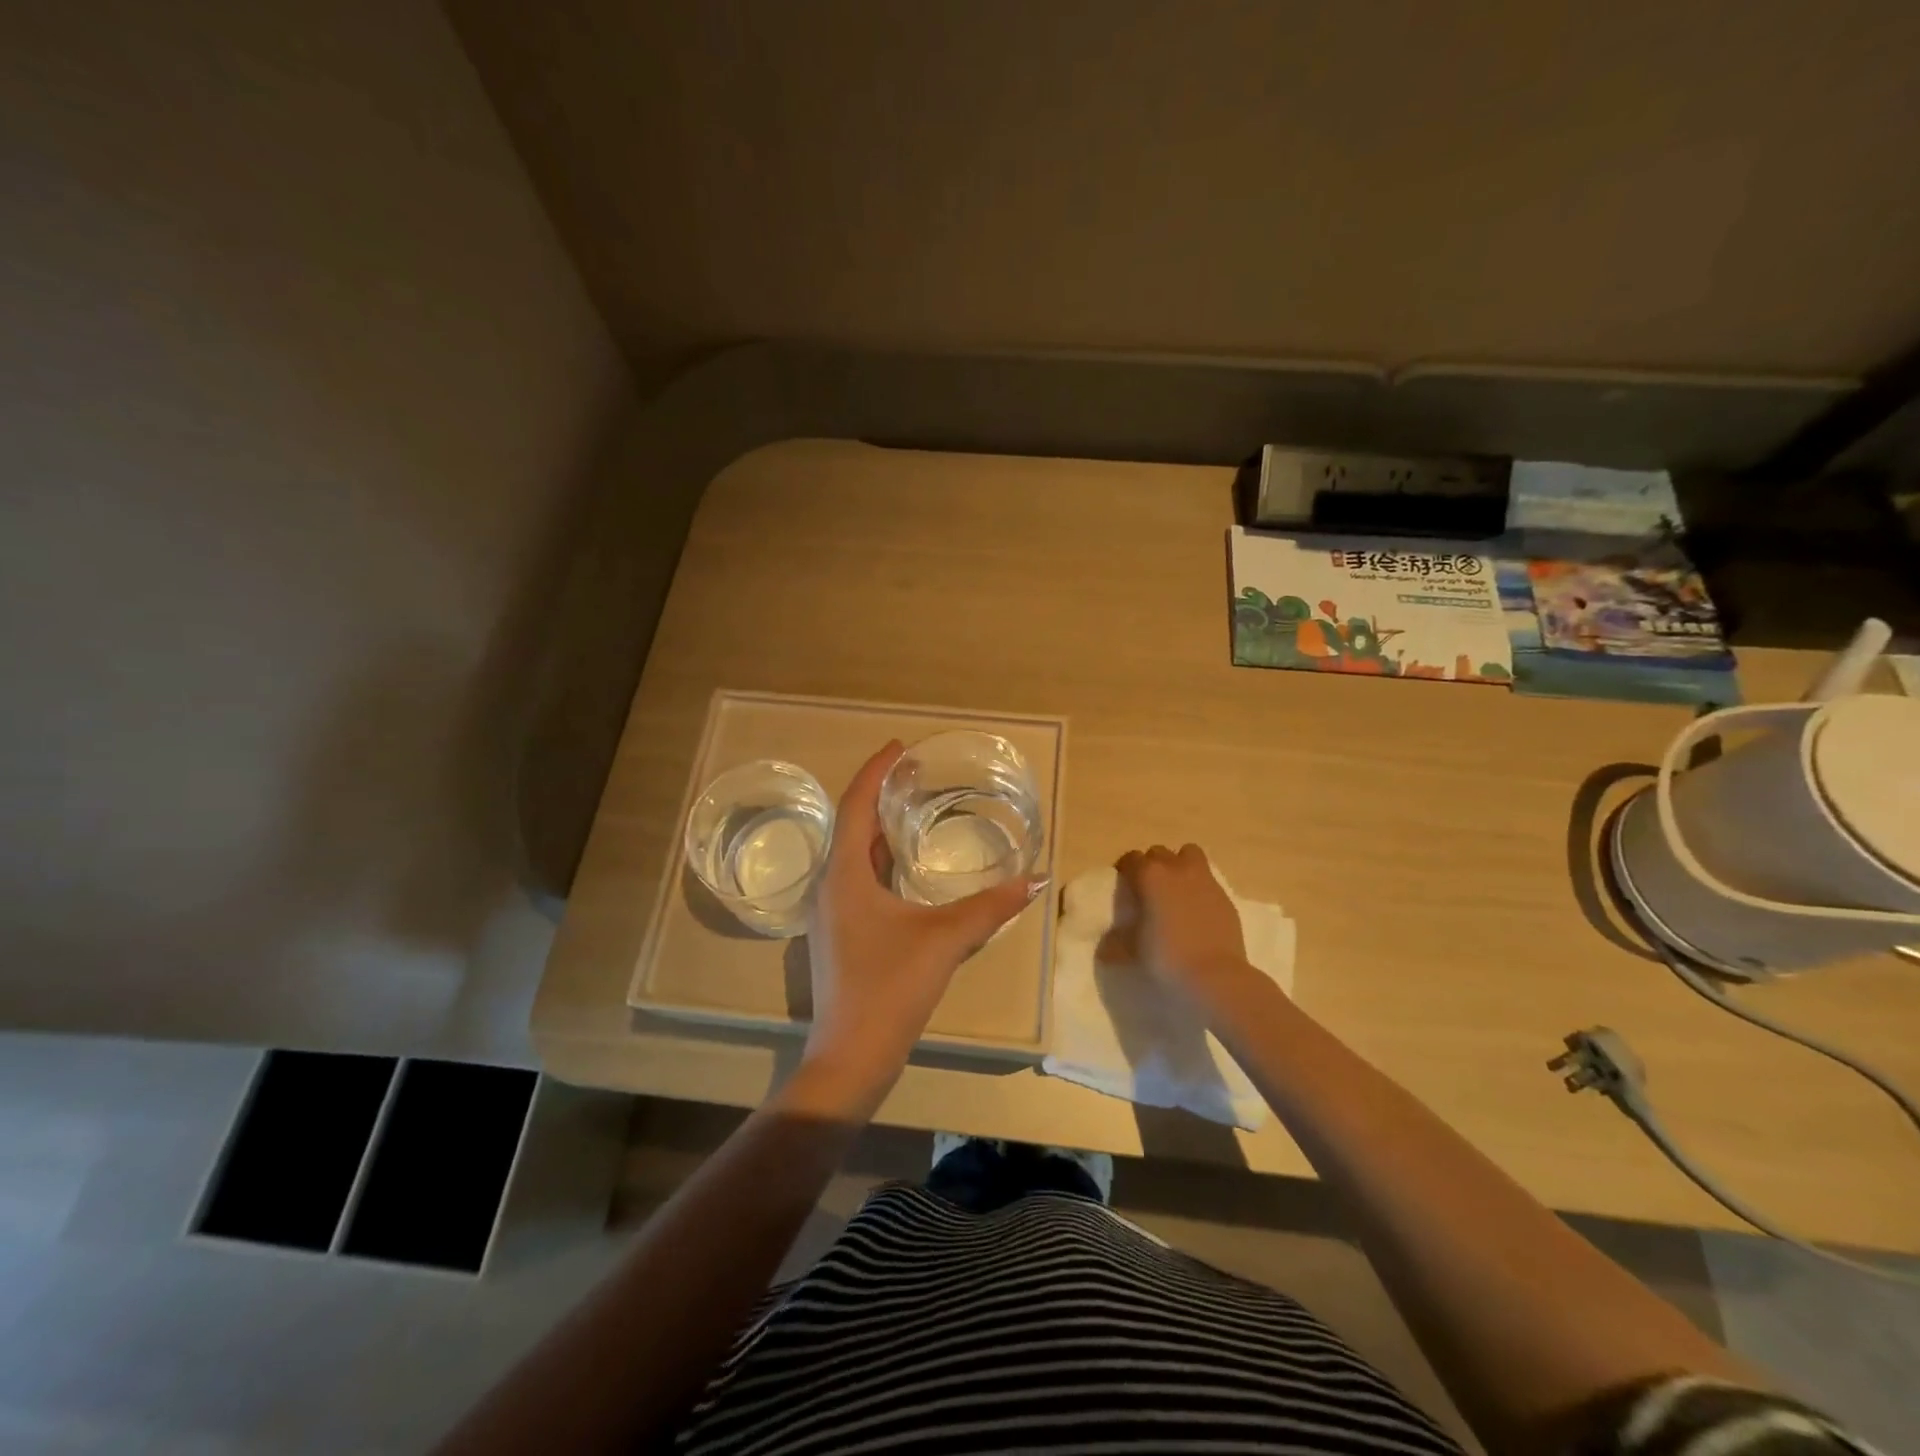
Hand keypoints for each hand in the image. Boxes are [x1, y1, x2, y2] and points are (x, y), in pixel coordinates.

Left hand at [794, 741, 1046, 1115]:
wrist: (850, 1056)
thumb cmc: (889, 988)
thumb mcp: (944, 941)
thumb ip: (989, 908)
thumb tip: (1033, 879)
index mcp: (844, 874)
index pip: (855, 804)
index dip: (875, 770)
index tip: (900, 746)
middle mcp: (831, 886)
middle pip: (852, 825)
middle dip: (880, 795)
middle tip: (916, 775)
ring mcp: (832, 912)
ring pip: (854, 855)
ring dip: (880, 829)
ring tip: (914, 811)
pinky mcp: (840, 934)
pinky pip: (859, 880)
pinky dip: (881, 861)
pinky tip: (908, 868)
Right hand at [1113, 843, 1250, 997]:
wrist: (1214, 975)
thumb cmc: (1166, 957)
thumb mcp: (1132, 951)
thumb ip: (1116, 943)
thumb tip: (1105, 948)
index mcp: (1149, 876)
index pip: (1131, 859)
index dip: (1125, 870)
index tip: (1124, 886)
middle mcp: (1176, 869)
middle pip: (1159, 852)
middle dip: (1152, 865)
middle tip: (1148, 888)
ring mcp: (1204, 880)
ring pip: (1189, 854)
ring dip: (1179, 864)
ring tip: (1175, 888)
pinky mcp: (1224, 895)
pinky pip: (1207, 878)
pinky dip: (1199, 886)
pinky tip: (1196, 909)